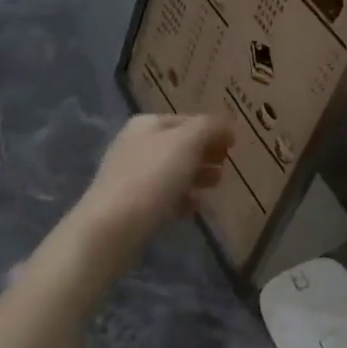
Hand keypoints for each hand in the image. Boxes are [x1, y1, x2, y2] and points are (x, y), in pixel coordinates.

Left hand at [66, 114, 233, 274]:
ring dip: (196, 175)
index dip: (212, 129)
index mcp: (147, 124)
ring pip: (173, 171)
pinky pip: (163, 197)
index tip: (234, 145)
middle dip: (205, 153)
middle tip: (227, 165)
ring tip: (216, 184)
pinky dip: (181, 199)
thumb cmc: (152, 176)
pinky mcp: (132, 206)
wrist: (112, 228)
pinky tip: (195, 207)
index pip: (187, 120)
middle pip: (180, 145)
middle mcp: (136, 145)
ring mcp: (132, 176)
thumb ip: (210, 127)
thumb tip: (226, 126)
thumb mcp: (187, 142)